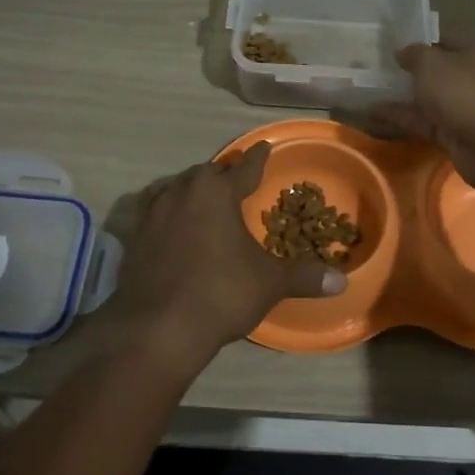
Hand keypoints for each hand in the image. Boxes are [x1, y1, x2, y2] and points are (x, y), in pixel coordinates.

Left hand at [103, 142, 346, 374]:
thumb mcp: (269, 283)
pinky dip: (168, 215)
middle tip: (236, 179)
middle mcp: (181, 192)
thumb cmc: (221, 293)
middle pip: (206, 174)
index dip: (258, 159)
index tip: (264, 146)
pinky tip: (172, 228)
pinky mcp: (133, 238)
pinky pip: (154, 213)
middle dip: (223, 175)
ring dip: (192, 191)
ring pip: (176, 189)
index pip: (244, 168)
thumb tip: (341, 281)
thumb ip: (304, 276)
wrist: (157, 328)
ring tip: (203, 200)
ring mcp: (152, 214)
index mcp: (216, 192)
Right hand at [369, 39, 474, 191]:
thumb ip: (413, 54)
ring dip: (401, 95)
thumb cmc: (462, 91)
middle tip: (376, 67)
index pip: (442, 39)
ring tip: (368, 89)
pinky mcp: (453, 132)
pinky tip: (373, 112)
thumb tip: (403, 52)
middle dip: (408, 70)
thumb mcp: (431, 63)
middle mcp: (472, 76)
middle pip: (435, 70)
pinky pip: (423, 120)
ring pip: (428, 98)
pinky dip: (401, 116)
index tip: (390, 44)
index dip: (417, 41)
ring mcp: (463, 106)